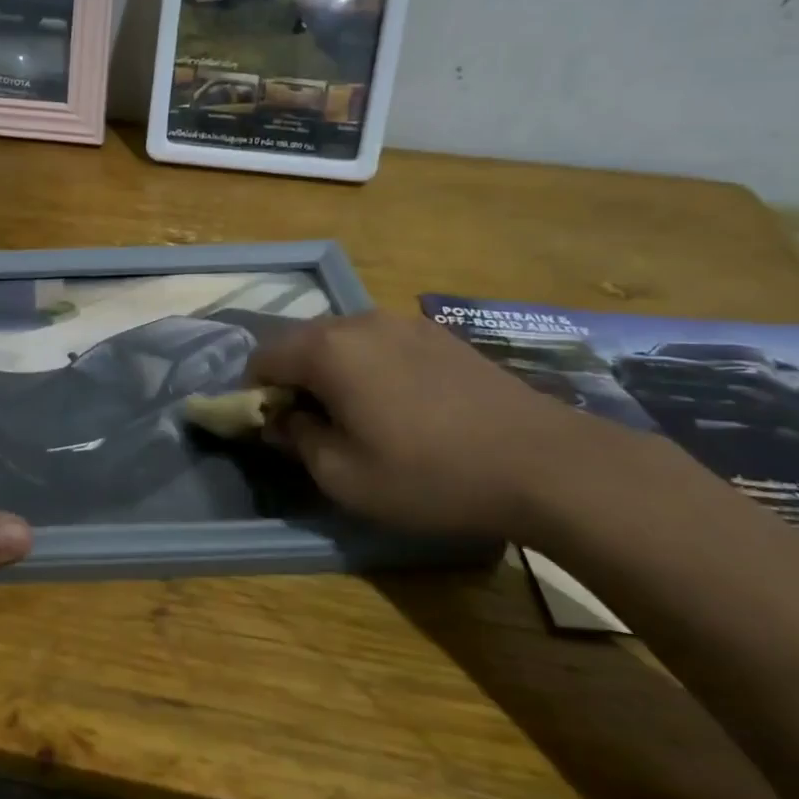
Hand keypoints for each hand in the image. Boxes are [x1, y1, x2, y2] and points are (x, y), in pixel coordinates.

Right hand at [249, 311, 628, 540]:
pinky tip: (400, 405)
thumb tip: (279, 420)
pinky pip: (380, 343)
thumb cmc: (430, 474)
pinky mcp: (439, 335)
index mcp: (327, 350)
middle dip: (292, 380)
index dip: (254, 393)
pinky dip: (369, 367)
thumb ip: (297, 440)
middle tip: (309, 426)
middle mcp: (359, 322)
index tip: (270, 429)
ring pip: (342, 340)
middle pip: (301, 342)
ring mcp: (404, 322)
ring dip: (331, 372)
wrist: (545, 463)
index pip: (263, 358)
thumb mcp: (345, 477)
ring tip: (356, 416)